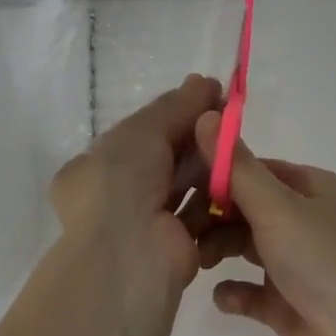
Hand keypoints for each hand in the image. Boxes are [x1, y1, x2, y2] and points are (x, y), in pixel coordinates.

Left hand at [48, 75, 222, 321]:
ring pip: (185, 184)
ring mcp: (146, 223)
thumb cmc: (122, 182)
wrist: (128, 254)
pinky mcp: (177, 246)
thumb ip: (175, 106)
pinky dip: (218, 196)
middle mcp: (117, 195)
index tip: (210, 97)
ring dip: (210, 164)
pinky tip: (239, 176)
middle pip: (166, 157)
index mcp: (96, 167)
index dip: (175, 113)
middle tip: (231, 116)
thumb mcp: (143, 131)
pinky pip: (201, 213)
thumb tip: (203, 81)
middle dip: (196, 137)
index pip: (141, 133)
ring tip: (238, 143)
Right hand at [194, 114, 335, 335]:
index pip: (252, 170)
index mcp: (308, 187)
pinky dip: (234, 291)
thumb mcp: (276, 206)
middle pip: (245, 208)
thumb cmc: (321, 260)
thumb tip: (205, 114)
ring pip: (245, 247)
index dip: (217, 176)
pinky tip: (222, 297)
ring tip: (198, 262)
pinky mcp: (287, 304)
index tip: (181, 188)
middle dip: (213, 217)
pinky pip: (250, 291)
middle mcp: (303, 220)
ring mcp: (296, 264)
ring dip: (219, 250)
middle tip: (183, 231)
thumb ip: (236, 166)